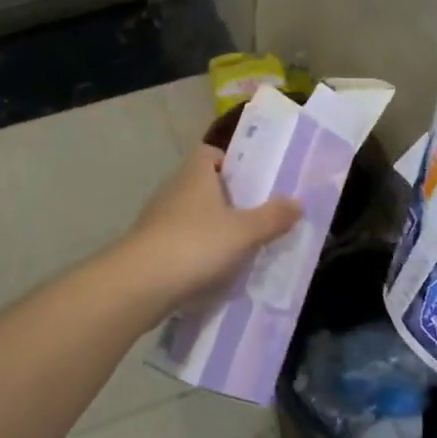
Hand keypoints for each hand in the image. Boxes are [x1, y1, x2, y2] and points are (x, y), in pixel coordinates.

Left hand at [118, 145, 300, 310]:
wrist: (139, 284)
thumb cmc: (196, 245)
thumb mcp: (245, 232)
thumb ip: (273, 217)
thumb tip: (298, 202)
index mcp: (195, 174)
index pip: (210, 153)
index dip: (230, 162)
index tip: (251, 182)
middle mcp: (173, 189)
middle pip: (202, 184)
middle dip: (226, 199)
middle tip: (254, 217)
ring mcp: (156, 219)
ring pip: (189, 215)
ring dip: (210, 228)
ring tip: (238, 248)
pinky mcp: (147, 247)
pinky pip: (178, 241)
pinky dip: (194, 252)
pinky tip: (211, 272)